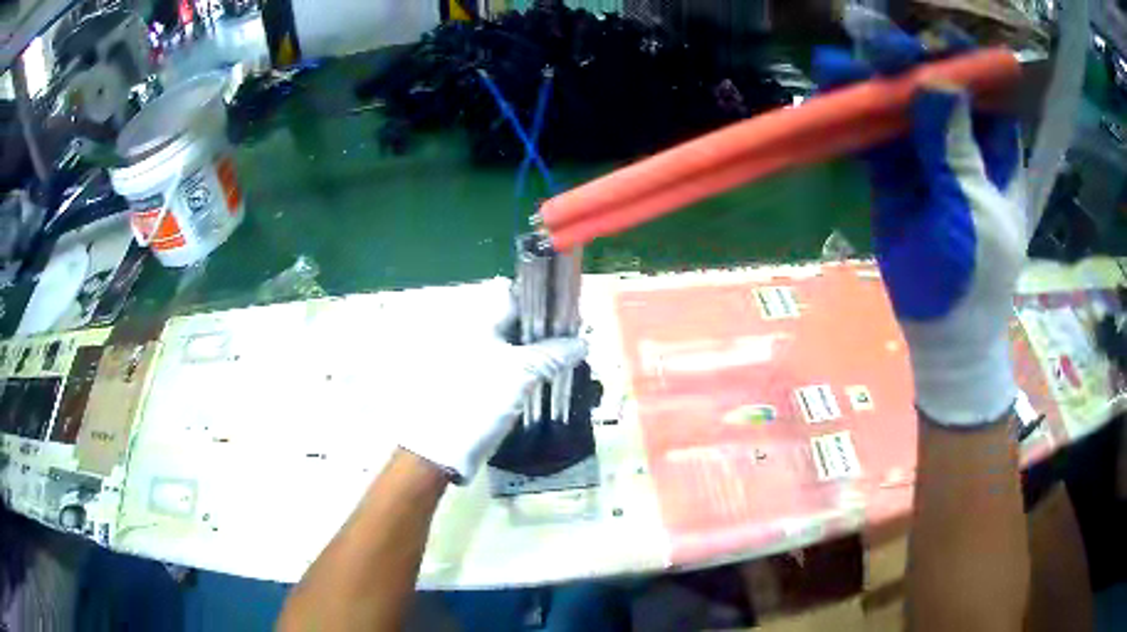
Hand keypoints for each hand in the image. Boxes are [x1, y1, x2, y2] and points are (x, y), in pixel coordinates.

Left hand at [396, 278, 586, 481]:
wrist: (444, 446)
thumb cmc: (480, 399)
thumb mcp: (522, 372)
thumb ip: (553, 353)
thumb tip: (581, 342)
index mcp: (478, 322)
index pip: (514, 295)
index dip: (542, 301)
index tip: (568, 314)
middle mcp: (473, 334)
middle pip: (515, 321)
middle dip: (545, 329)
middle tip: (573, 340)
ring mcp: (473, 359)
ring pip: (513, 345)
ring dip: (538, 351)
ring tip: (565, 360)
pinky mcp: (476, 382)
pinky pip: (507, 366)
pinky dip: (526, 369)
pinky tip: (545, 379)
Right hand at [814, 29, 1029, 425]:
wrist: (945, 332)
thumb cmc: (978, 275)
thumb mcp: (977, 211)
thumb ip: (957, 149)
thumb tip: (937, 81)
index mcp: (994, 150)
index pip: (979, 88)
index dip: (959, 57)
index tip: (935, 38)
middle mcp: (959, 141)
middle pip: (931, 86)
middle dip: (903, 59)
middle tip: (869, 36)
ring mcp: (923, 155)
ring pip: (896, 105)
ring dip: (867, 81)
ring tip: (834, 62)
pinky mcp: (892, 174)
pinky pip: (871, 135)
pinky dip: (850, 116)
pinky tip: (829, 95)